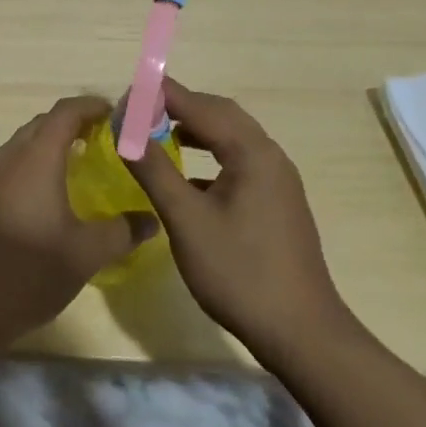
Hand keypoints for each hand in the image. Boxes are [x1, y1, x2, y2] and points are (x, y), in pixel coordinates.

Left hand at [0, 96, 158, 350]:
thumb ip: (122, 231)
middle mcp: (7, 159)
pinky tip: (49, 194)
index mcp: (35, 160)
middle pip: (42, 124)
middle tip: (105, 139)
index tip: (117, 114)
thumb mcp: (86, 254)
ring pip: (23, 145)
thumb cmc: (30, 274)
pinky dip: (34, 165)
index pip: (64, 113)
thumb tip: (150, 219)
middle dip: (73, 124)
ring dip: (51, 145)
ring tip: (81, 164)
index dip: (91, 106)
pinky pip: (11, 166)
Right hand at [129, 79, 349, 360]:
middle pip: (221, 114)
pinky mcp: (277, 203)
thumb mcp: (186, 220)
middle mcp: (270, 156)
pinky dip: (210, 154)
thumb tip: (125, 129)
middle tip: (140, 109)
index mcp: (252, 153)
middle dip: (180, 105)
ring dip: (196, 128)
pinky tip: (187, 175)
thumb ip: (154, 169)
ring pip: (232, 138)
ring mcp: (278, 181)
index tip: (127, 93)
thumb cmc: (239, 272)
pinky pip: (239, 161)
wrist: (300, 333)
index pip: (201, 106)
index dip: (162, 96)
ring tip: (158, 133)